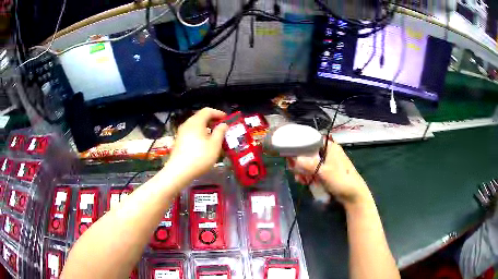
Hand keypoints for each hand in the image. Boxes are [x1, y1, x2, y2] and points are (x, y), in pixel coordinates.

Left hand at [167, 108, 227, 179]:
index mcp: (196, 122)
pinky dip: (199, 134)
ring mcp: (181, 133)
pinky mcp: (179, 141)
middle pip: (200, 117)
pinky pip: (191, 132)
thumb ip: (220, 132)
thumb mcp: (215, 145)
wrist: (179, 171)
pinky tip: (204, 144)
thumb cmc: (200, 156)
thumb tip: (223, 124)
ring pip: (195, 125)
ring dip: (206, 128)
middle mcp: (187, 124)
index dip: (218, 113)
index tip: (227, 119)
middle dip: (212, 120)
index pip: (207, 111)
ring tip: (214, 136)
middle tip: (222, 128)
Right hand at [288, 140, 370, 204]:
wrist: (353, 195)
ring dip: (303, 171)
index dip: (300, 146)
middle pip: (309, 153)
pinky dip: (308, 175)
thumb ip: (308, 164)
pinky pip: (314, 171)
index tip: (291, 155)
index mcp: (330, 147)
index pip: (311, 140)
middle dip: (300, 163)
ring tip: (300, 180)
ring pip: (310, 163)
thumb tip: (293, 159)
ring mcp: (328, 163)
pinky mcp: (327, 172)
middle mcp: (328, 152)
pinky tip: (304, 182)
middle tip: (294, 171)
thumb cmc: (341, 180)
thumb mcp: (323, 172)